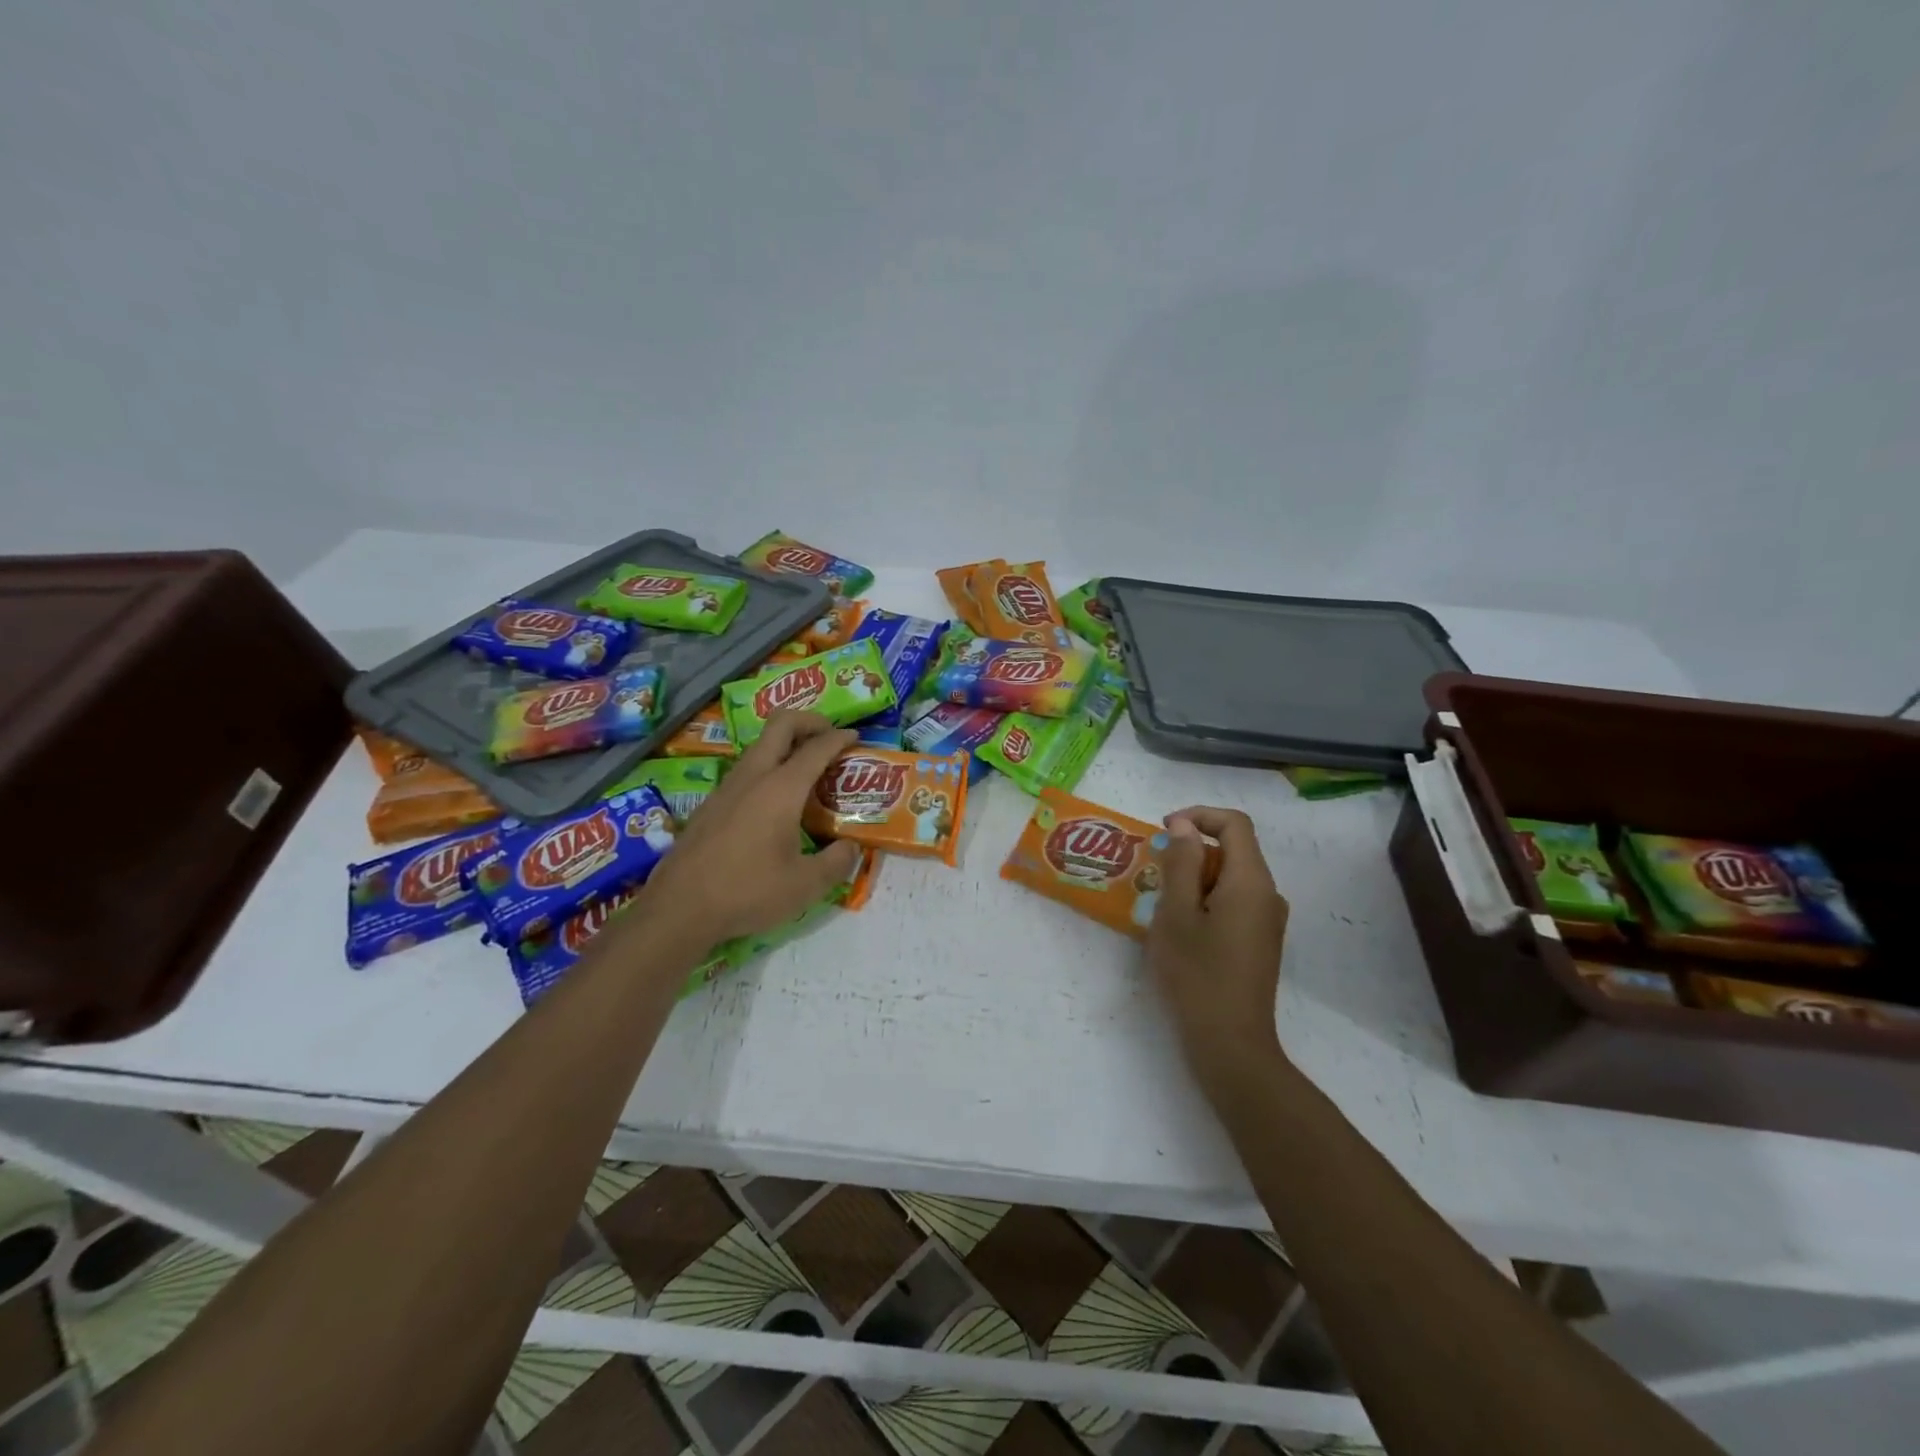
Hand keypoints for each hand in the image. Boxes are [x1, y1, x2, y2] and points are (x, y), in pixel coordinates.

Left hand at [638, 712, 862, 944]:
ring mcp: (727, 787)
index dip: (840, 738)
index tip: (856, 738)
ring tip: (807, 770)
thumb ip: (836, 862)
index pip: (817, 747)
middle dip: (810, 721)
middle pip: (781, 724)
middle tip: (829, 737)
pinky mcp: (711, 803)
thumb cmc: (747, 892)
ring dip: (786, 744)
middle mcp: (754, 776)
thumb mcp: (805, 885)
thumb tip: (851, 848)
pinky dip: (769, 767)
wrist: (679, 907)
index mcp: (782, 788)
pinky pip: (747, 769)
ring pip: (760, 745)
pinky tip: (775, 801)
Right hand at [1146, 807, 1290, 1087]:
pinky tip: (1181, 929)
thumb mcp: (1176, 914)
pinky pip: (1234, 902)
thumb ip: (1180, 863)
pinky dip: (1206, 900)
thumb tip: (1184, 826)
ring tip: (1162, 905)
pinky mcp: (1260, 942)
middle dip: (1191, 852)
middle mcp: (1268, 895)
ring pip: (1231, 878)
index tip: (1163, 832)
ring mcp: (1267, 921)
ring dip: (1195, 878)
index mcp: (1251, 881)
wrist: (1231, 1045)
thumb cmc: (1197, 975)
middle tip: (1154, 876)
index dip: (1198, 816)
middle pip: (1233, 850)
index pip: (1234, 824)